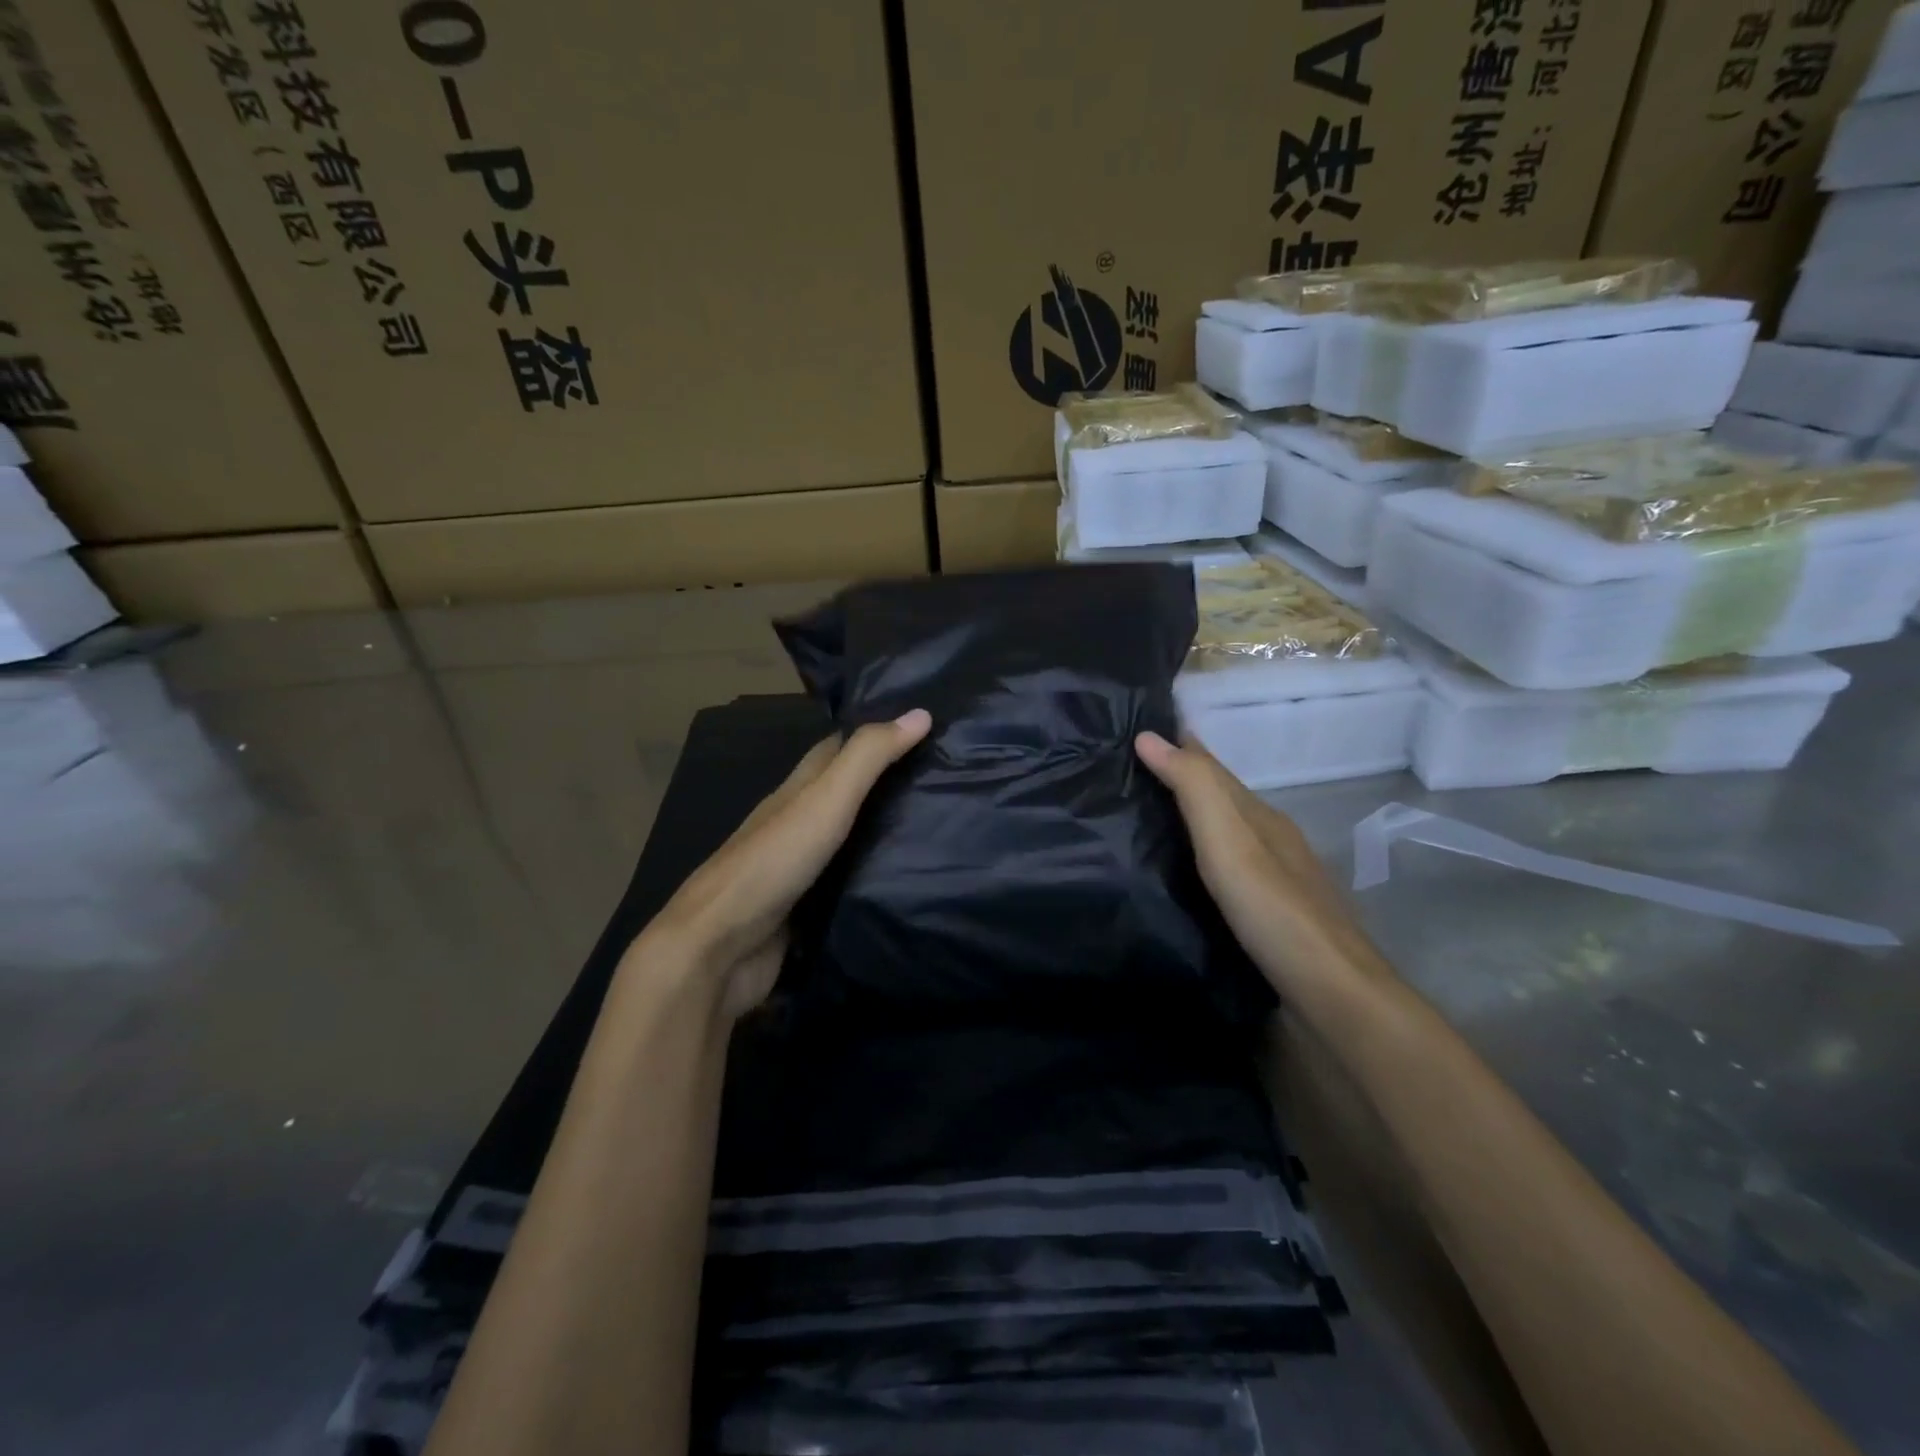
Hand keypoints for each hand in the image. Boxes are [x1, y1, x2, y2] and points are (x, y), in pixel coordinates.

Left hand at [638, 709, 931, 1018]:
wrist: (718, 950)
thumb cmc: (772, 864)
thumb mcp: (825, 801)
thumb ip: (868, 759)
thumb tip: (921, 713)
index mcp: (794, 792)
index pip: (835, 749)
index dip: (873, 733)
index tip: (921, 726)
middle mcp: (794, 825)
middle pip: (841, 794)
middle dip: (884, 784)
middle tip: (941, 779)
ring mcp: (797, 871)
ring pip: (846, 841)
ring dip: (882, 832)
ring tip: (937, 826)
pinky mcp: (803, 912)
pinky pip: (846, 885)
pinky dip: (873, 877)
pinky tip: (906, 880)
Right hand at [1135, 730, 1395, 1004]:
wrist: (1331, 997)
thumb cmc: (1274, 911)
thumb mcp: (1230, 840)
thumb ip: (1193, 787)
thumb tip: (1148, 735)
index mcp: (1261, 818)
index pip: (1213, 768)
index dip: (1181, 745)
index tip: (1138, 729)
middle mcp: (1270, 843)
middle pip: (1220, 801)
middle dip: (1180, 780)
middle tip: (1126, 771)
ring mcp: (1272, 884)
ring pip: (1222, 838)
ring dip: (1187, 821)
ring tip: (1142, 817)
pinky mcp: (1265, 921)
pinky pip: (1220, 873)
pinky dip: (1195, 861)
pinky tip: (1177, 874)